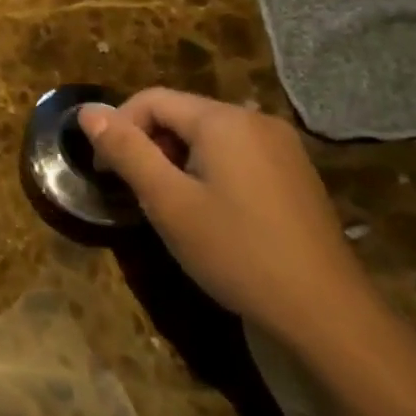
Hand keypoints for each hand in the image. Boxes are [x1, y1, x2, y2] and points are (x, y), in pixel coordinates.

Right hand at [78, 88, 384, 355]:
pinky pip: (235, 156)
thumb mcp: (167, 201)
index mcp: (224, 120)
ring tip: (167, 204)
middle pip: (181, 114)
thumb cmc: (236, 252)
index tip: (105, 172)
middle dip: (148, 145)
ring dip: (175, 160)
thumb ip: (126, 150)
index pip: (152, 100)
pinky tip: (208, 213)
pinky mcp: (294, 176)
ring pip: (207, 137)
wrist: (327, 315)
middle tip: (134, 191)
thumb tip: (88, 111)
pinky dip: (207, 171)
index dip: (119, 128)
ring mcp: (282, 148)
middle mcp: (256, 122)